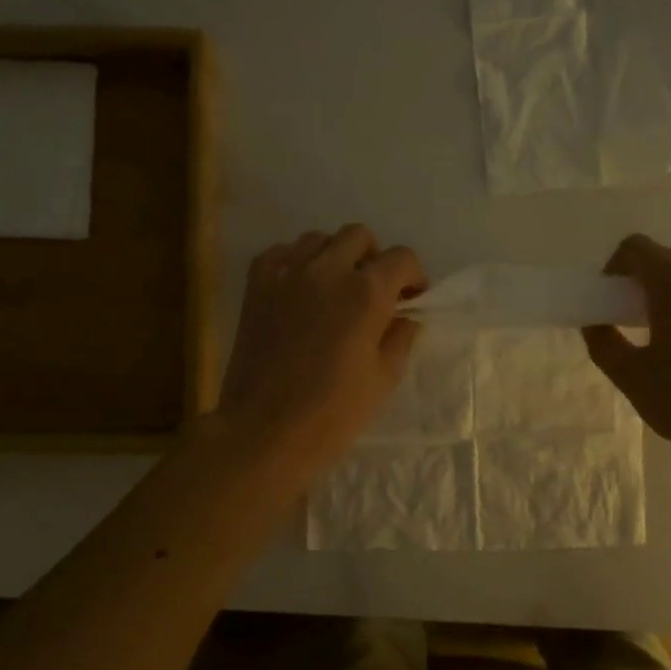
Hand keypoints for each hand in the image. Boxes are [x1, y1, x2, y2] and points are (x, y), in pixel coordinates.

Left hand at [220, 224, 425, 470]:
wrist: (265, 432)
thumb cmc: (333, 414)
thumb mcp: (383, 379)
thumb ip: (399, 338)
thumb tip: (405, 317)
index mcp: (366, 293)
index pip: (402, 258)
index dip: (413, 277)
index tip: (410, 300)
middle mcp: (328, 271)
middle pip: (359, 237)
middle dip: (374, 259)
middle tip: (374, 293)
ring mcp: (287, 275)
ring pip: (318, 239)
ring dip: (335, 257)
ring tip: (335, 290)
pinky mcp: (256, 287)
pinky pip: (280, 253)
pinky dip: (295, 262)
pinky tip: (299, 289)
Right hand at [583, 235, 670, 463]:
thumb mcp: (631, 376)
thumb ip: (604, 343)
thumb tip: (596, 324)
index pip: (635, 249)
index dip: (612, 270)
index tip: (606, 305)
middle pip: (663, 262)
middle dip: (637, 287)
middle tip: (624, 326)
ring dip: (663, 300)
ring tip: (656, 344)